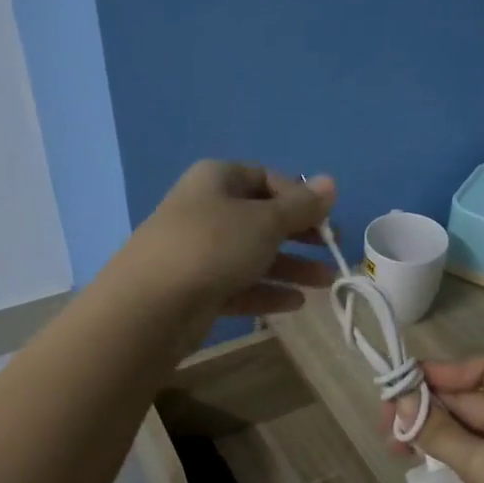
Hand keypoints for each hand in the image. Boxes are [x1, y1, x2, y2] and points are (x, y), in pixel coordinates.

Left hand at [121, 161, 336, 321]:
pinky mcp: (198, 289)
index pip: (265, 177)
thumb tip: (330, 182)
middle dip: (300, 234)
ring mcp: (199, 252)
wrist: (151, 305)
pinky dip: (268, 291)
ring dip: (292, 266)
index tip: (325, 217)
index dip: (298, 195)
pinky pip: (240, 285)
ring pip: (254, 254)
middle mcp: (206, 210)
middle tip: (332, 249)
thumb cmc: (214, 246)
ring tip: (326, 282)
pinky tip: (297, 303)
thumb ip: (301, 205)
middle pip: (261, 218)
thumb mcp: (266, 221)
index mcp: (217, 179)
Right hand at [390, 357, 483, 482]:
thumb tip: (400, 401)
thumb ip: (441, 432)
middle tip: (385, 422)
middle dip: (428, 406)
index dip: (446, 372)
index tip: (405, 385)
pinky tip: (416, 461)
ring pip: (465, 428)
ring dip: (430, 430)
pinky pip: (469, 453)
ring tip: (393, 445)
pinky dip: (443, 452)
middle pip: (471, 398)